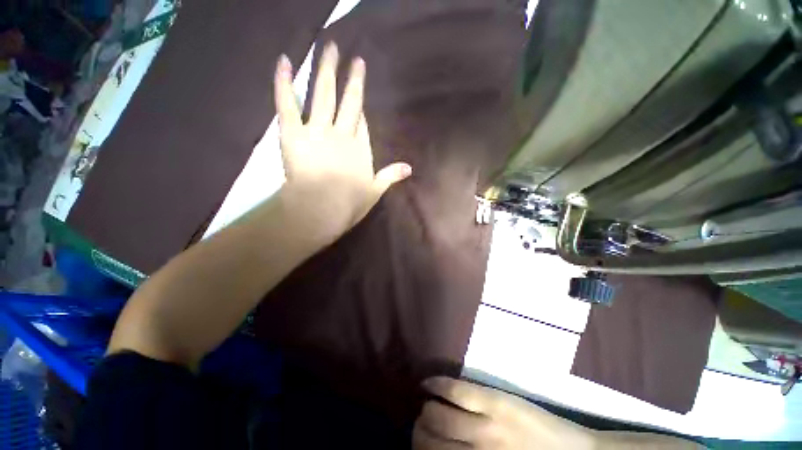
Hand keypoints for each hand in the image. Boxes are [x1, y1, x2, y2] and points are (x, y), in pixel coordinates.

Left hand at [274, 42, 411, 235]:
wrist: (323, 208)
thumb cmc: (350, 203)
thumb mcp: (375, 191)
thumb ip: (391, 176)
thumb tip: (410, 168)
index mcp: (359, 147)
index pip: (360, 119)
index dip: (360, 100)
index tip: (359, 81)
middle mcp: (341, 133)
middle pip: (346, 100)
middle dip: (348, 77)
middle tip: (348, 54)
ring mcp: (317, 130)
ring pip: (322, 94)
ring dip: (324, 69)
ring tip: (327, 47)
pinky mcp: (293, 132)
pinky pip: (287, 103)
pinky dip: (284, 82)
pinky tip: (285, 61)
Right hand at [414, 377, 595, 449]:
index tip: (417, 446)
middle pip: (427, 440)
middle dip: (418, 432)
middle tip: (421, 428)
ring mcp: (485, 425)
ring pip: (436, 414)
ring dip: (425, 412)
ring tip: (427, 408)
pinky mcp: (495, 401)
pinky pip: (456, 390)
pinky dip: (436, 385)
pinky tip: (425, 384)